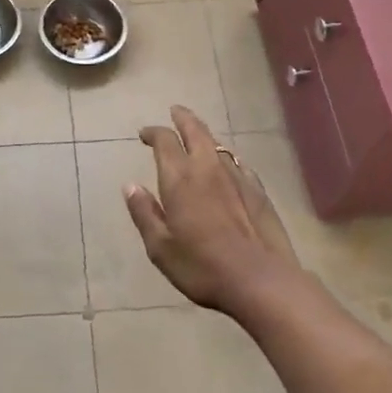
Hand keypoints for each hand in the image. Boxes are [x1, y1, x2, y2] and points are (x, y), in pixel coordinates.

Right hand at [124, 105, 305, 317]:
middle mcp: (207, 168)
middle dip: (182, 118)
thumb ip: (144, 213)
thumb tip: (130, 186)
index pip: (164, 140)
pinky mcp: (258, 190)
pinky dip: (225, 158)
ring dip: (204, 136)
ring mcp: (237, 177)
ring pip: (217, 144)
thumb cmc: (202, 266)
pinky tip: (227, 167)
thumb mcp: (161, 248)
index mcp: (180, 178)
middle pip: (196, 130)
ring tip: (197, 137)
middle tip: (174, 111)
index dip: (153, 132)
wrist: (261, 280)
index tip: (144, 134)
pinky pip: (237, 163)